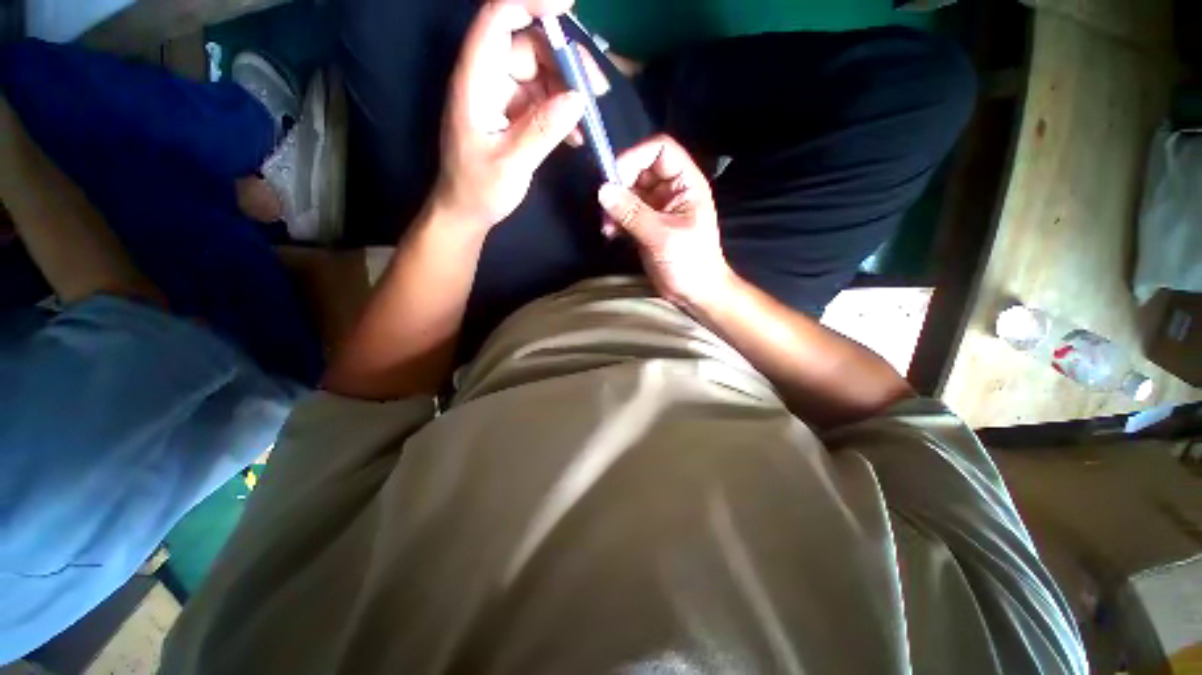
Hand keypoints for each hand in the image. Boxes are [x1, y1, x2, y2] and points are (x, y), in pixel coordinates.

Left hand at [433, 0, 589, 229]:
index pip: (499, 17)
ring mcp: (501, 96)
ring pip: (540, 74)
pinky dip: (562, 114)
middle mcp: (487, 78)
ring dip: (568, 93)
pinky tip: (577, 137)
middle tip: (596, 90)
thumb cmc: (479, 189)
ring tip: (589, 123)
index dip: (532, 2)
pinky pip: (542, 101)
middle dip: (565, 62)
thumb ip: (543, 130)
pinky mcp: (512, 114)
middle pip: (528, 45)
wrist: (467, 212)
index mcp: (475, 80)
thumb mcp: (511, 163)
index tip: (570, 8)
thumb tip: (578, 99)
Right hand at [597, 135, 733, 310]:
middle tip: (605, 205)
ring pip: (629, 191)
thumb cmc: (690, 263)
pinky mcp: (645, 225)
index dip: (636, 156)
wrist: (695, 293)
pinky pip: (625, 212)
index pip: (660, 149)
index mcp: (686, 183)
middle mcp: (670, 190)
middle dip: (620, 184)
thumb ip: (633, 213)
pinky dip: (615, 219)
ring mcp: (657, 207)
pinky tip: (611, 233)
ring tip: (607, 225)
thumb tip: (603, 190)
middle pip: (639, 169)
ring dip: (614, 205)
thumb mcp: (662, 236)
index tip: (614, 177)